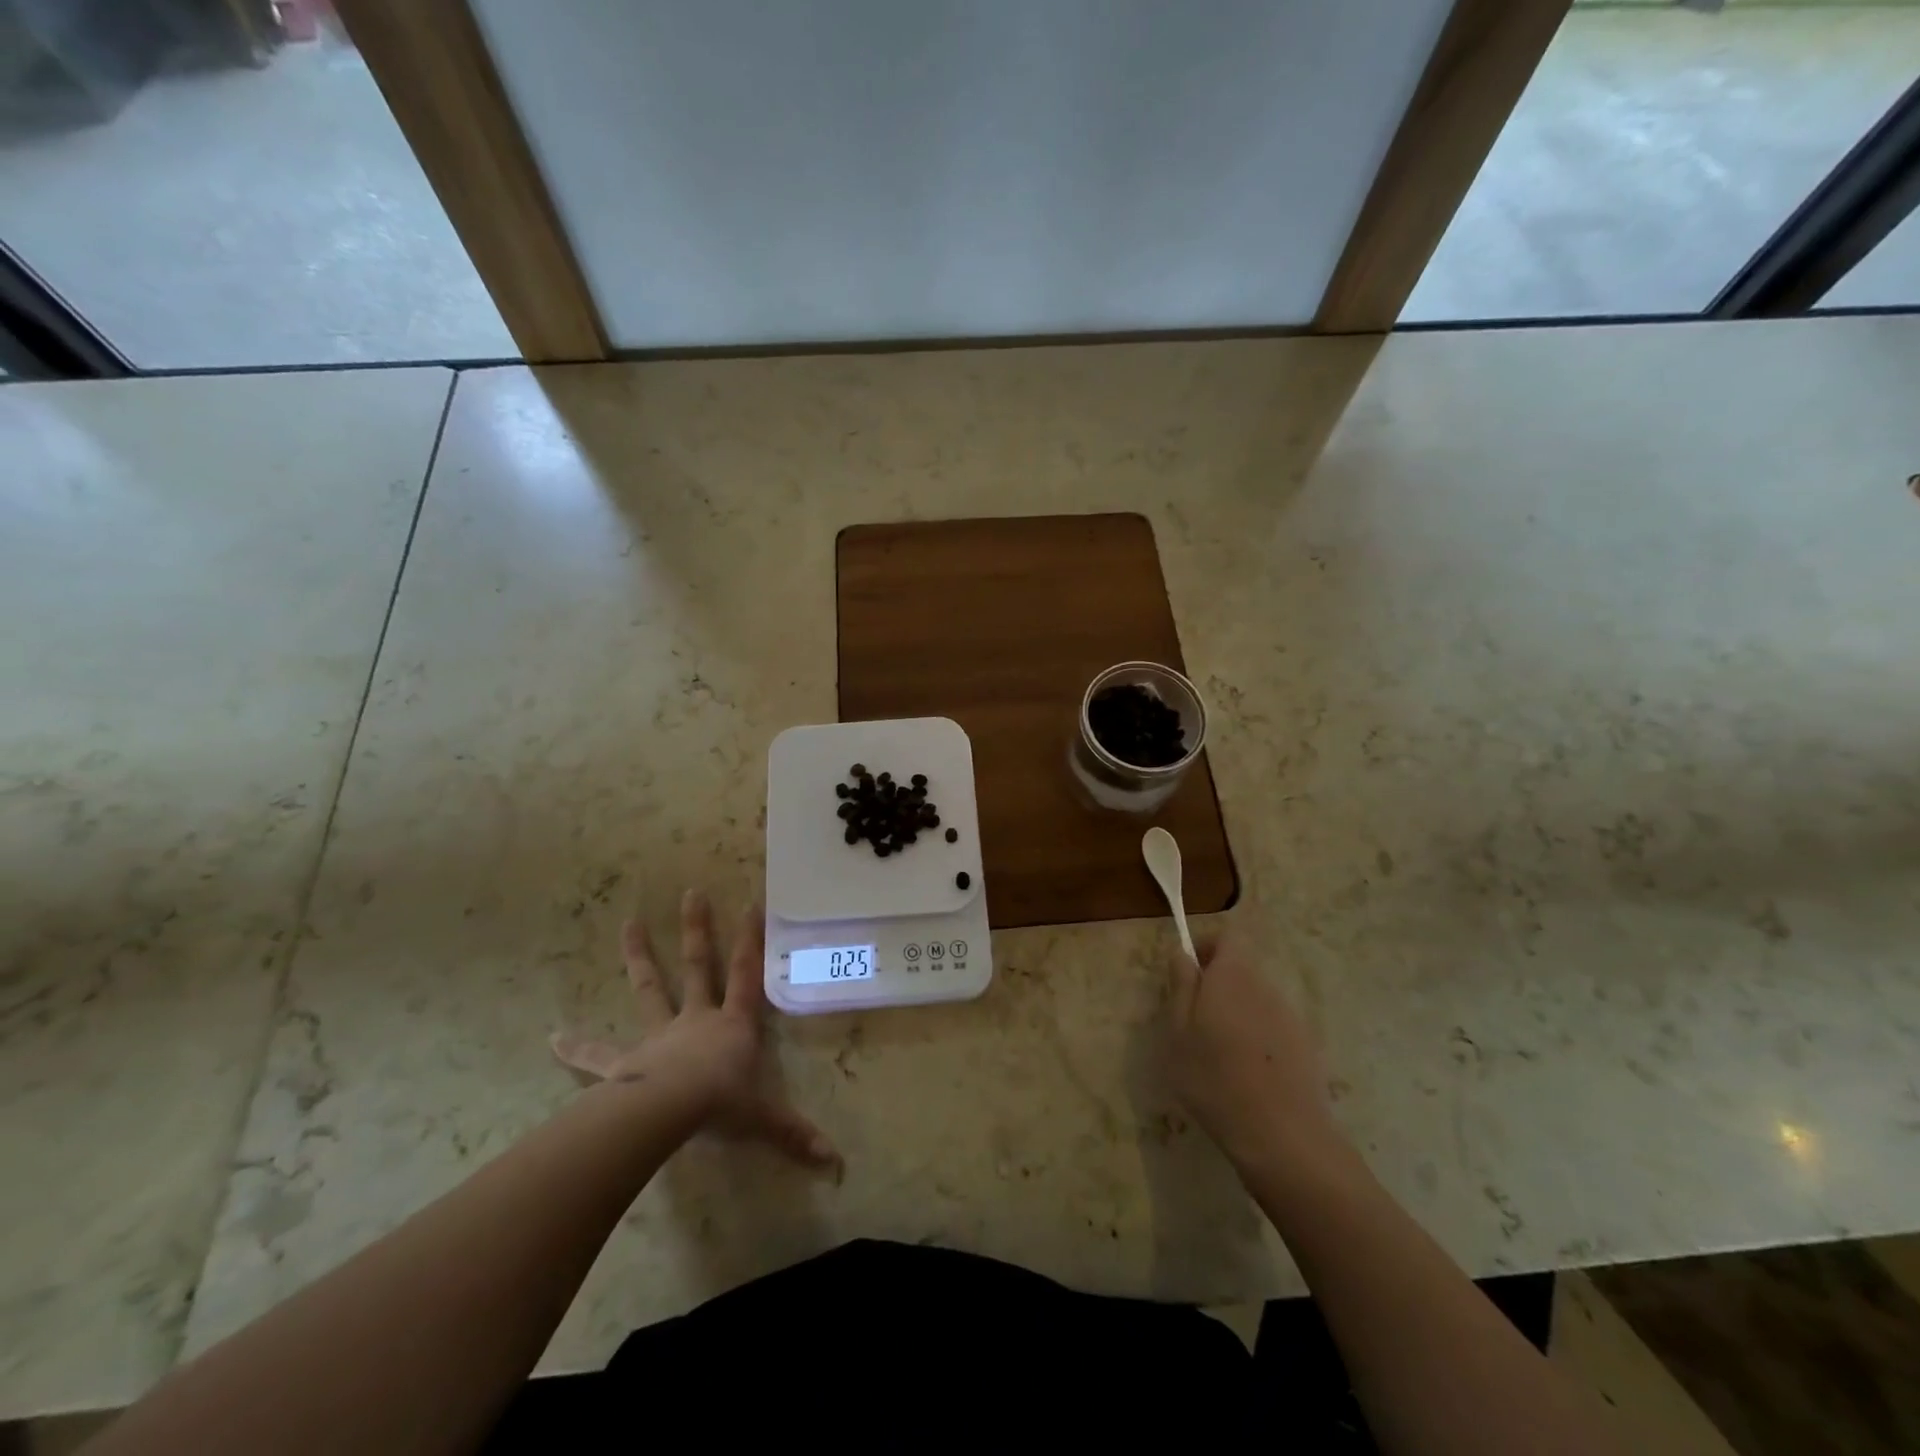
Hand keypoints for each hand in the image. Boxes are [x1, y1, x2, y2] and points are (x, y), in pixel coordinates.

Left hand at [551, 889, 840, 1170]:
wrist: (668, 1113)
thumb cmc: (720, 1106)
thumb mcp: (763, 1119)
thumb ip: (795, 1134)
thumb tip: (836, 1161)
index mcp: (732, 1026)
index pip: (746, 975)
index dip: (751, 940)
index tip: (751, 903)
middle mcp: (696, 1020)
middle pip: (698, 966)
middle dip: (697, 930)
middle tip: (691, 893)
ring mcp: (659, 1036)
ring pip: (650, 989)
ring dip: (639, 956)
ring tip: (628, 924)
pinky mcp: (625, 1063)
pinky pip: (598, 1055)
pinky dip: (576, 1047)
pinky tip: (552, 1038)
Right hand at [1163, 930, 1346, 1174]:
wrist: (1284, 1139)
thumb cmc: (1215, 1079)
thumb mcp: (1178, 1032)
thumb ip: (1181, 986)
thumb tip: (1182, 953)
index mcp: (1234, 976)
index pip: (1229, 936)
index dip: (1207, 947)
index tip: (1188, 974)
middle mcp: (1267, 987)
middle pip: (1242, 969)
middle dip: (1217, 986)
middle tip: (1193, 1023)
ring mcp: (1291, 1017)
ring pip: (1256, 1000)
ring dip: (1237, 1014)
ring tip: (1218, 1055)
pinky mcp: (1308, 1048)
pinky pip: (1273, 1028)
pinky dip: (1257, 1040)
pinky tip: (1246, 1077)